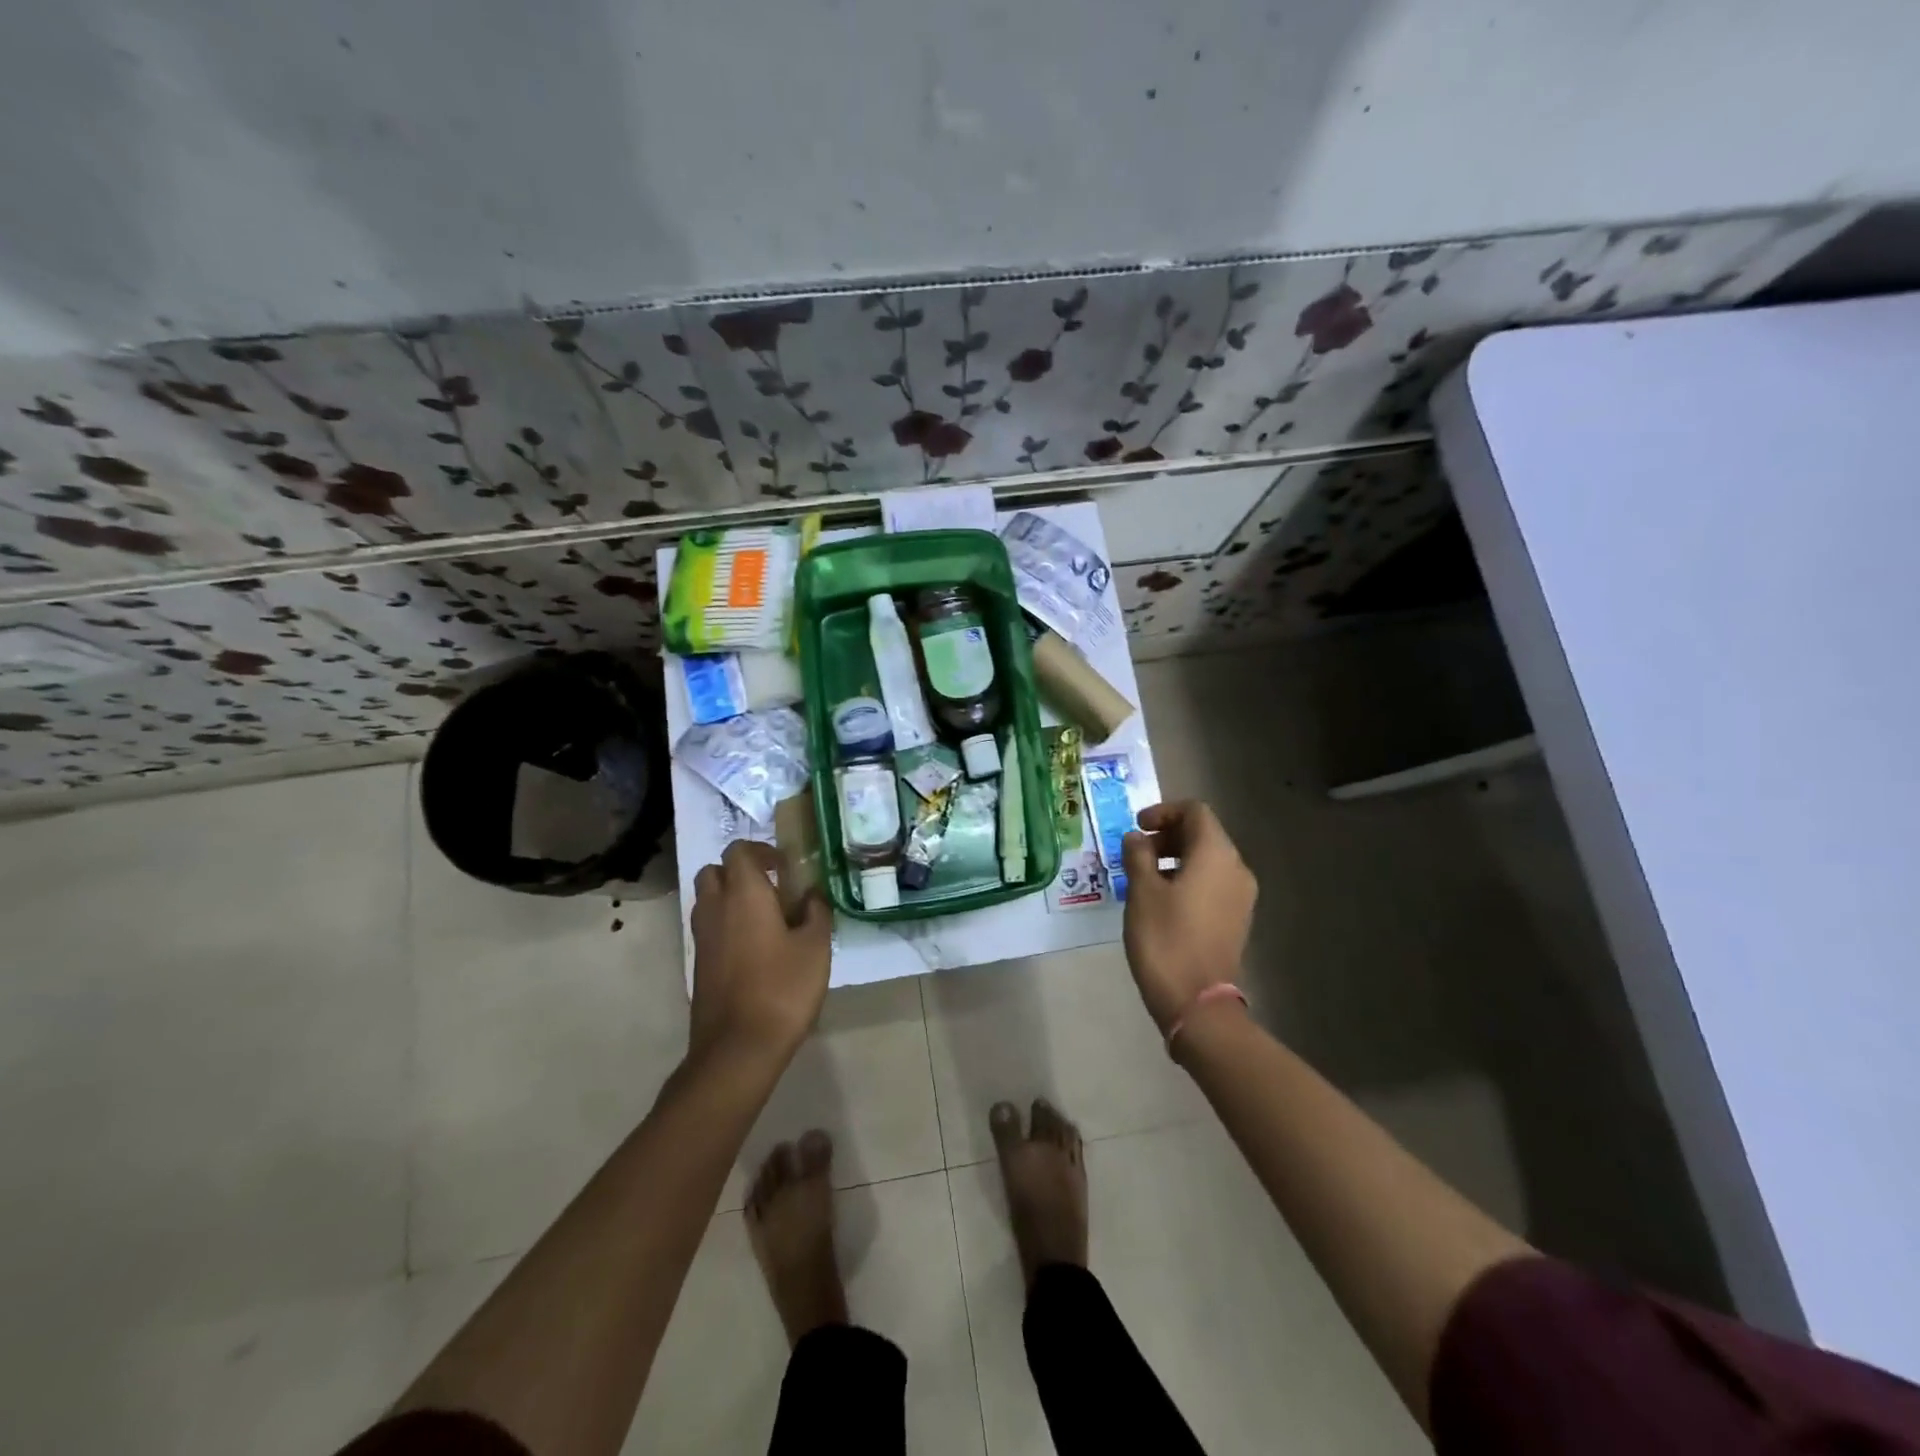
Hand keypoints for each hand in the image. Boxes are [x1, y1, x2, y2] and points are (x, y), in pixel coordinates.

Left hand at [689, 840, 832, 1063]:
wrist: (738, 1047)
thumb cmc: (782, 989)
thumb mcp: (815, 947)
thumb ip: (816, 912)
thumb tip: (812, 894)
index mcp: (744, 893)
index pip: (739, 850)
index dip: (762, 851)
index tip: (786, 867)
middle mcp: (715, 907)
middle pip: (715, 871)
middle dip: (739, 871)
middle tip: (772, 888)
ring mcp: (702, 937)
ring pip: (708, 899)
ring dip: (731, 897)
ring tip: (765, 917)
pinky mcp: (699, 963)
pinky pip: (709, 927)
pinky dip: (726, 924)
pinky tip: (755, 947)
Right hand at [1121, 801, 1257, 1034]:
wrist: (1196, 1001)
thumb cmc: (1165, 938)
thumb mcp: (1142, 891)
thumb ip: (1138, 855)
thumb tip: (1136, 838)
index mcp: (1216, 854)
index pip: (1195, 811)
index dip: (1164, 812)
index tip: (1137, 828)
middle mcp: (1237, 868)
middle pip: (1204, 833)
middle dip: (1168, 835)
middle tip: (1136, 852)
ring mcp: (1241, 896)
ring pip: (1209, 859)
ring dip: (1176, 857)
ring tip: (1144, 876)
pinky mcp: (1236, 918)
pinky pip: (1213, 882)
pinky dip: (1188, 878)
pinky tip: (1162, 898)